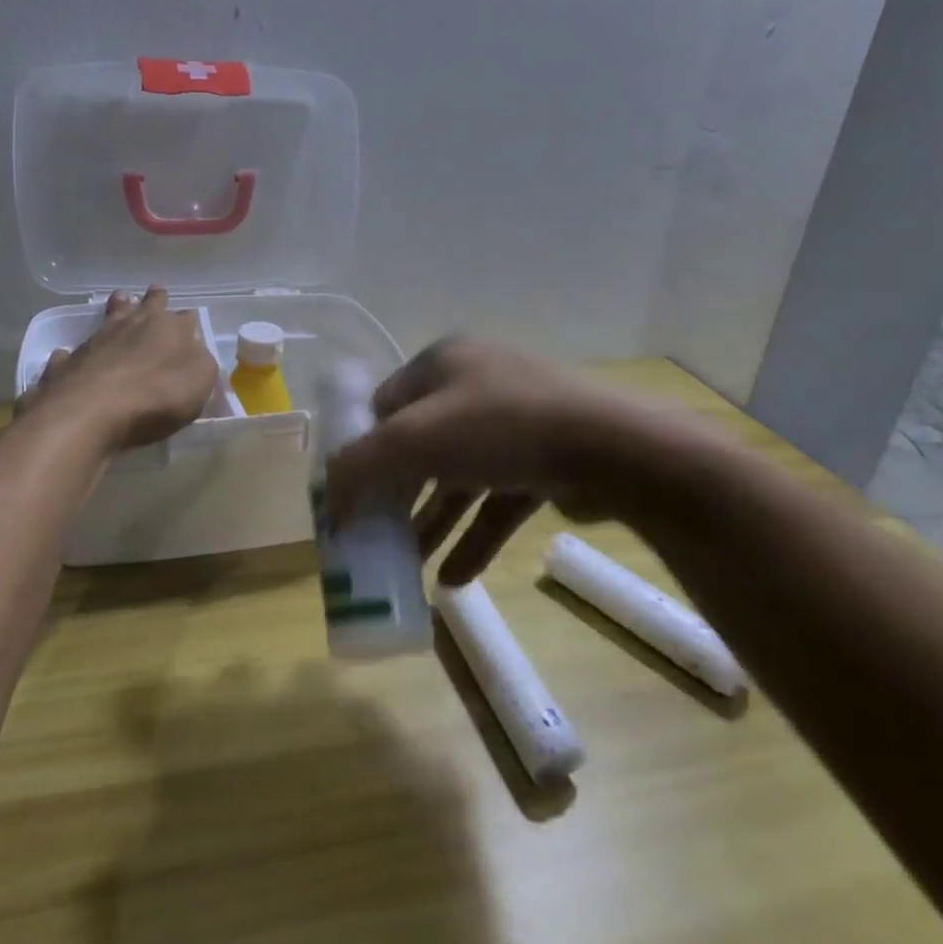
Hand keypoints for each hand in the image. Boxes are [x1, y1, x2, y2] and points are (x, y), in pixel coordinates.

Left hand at [17, 287, 217, 451]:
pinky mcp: (68, 362)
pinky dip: (73, 353)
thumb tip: (194, 351)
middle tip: (155, 294)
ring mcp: (97, 340)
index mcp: (170, 328)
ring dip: (116, 308)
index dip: (187, 320)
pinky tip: (69, 355)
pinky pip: (72, 353)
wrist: (93, 409)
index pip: (185, 318)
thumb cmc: (158, 395)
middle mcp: (133, 325)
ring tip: (119, 300)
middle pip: (147, 305)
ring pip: (109, 316)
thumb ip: (200, 363)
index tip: (189, 322)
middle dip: (154, 300)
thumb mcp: (199, 381)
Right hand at [324, 337, 719, 584]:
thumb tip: (328, 504)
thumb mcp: (415, 439)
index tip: (348, 495)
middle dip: (397, 495)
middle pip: (421, 444)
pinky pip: (498, 500)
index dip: (361, 449)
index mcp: (444, 363)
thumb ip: (359, 467)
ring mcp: (517, 423)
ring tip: (409, 567)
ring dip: (433, 522)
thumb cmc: (500, 427)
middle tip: (375, 536)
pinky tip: (454, 580)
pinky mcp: (547, 460)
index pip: (385, 405)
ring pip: (459, 477)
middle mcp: (478, 384)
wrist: (614, 448)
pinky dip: (475, 536)